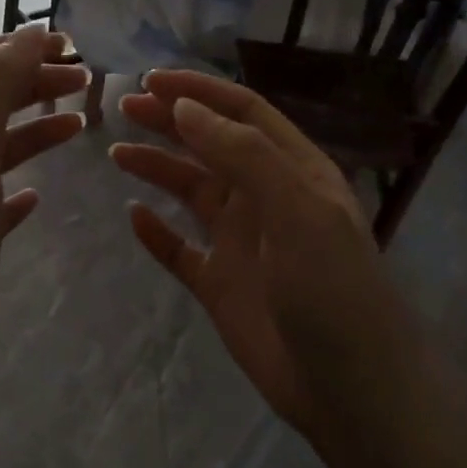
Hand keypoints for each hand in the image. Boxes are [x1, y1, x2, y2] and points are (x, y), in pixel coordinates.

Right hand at [112, 70, 398, 440]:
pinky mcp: (220, 285)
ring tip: (117, 153)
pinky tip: (133, 217)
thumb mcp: (298, 210)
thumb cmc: (332, 289)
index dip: (200, 93)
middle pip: (211, 146)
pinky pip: (179, 250)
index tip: (151, 81)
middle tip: (122, 107)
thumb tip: (186, 109)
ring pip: (192, 192)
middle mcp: (266, 199)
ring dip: (157, 169)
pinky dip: (156, 233)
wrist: (349, 386)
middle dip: (170, 122)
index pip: (244, 114)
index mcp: (294, 172)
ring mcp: (242, 243)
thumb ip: (244, 155)